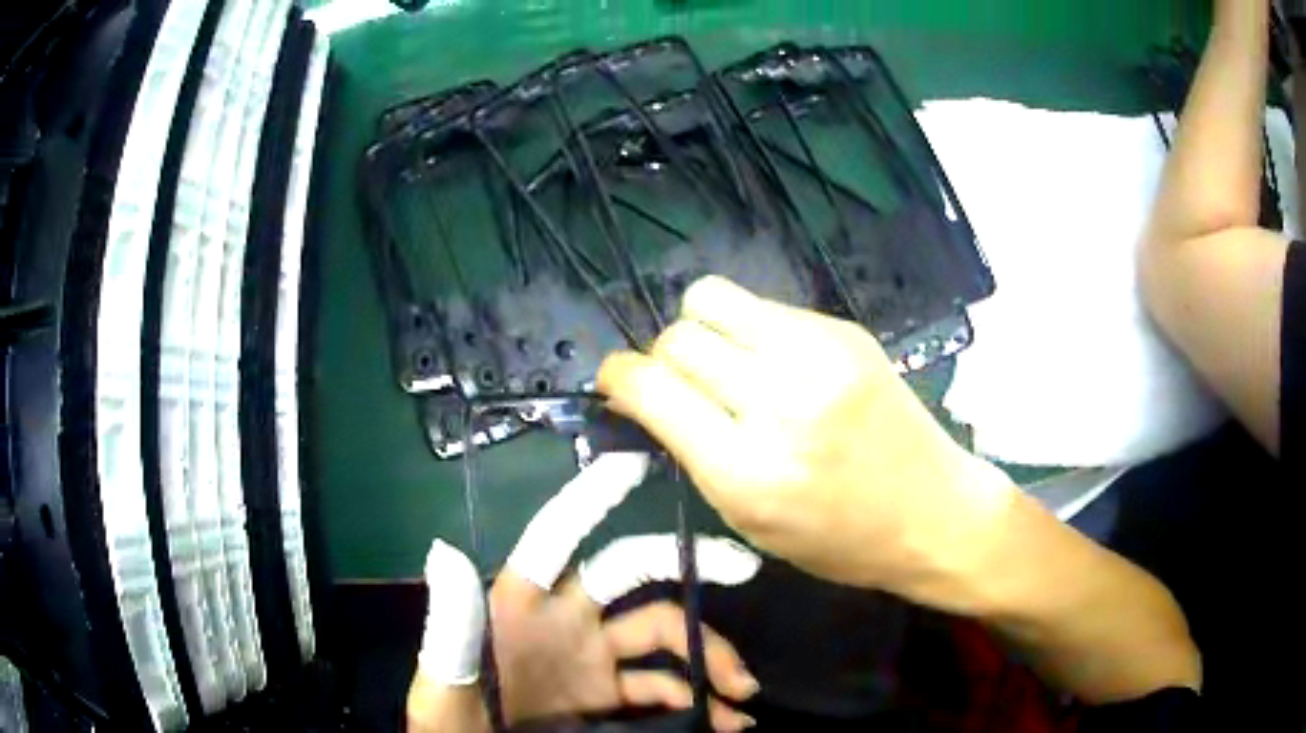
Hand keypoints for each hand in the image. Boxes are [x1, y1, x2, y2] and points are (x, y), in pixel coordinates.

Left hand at [410, 453, 762, 731]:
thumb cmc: (453, 721)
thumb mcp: (443, 683)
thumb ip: (452, 628)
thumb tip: (444, 549)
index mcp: (518, 603)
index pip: (555, 537)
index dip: (591, 497)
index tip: (636, 462)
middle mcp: (563, 617)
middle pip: (632, 573)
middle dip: (689, 563)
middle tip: (743, 568)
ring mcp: (590, 657)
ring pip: (662, 630)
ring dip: (706, 651)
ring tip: (741, 690)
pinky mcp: (606, 693)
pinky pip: (663, 685)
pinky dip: (697, 696)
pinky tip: (724, 718)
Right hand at [597, 277, 1019, 613]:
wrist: (933, 511)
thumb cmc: (838, 541)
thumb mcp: (748, 521)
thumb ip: (692, 453)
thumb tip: (645, 396)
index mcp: (747, 471)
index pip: (652, 388)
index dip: (618, 377)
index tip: (617, 382)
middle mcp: (780, 401)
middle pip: (678, 337)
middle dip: (662, 359)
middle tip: (684, 385)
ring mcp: (818, 354)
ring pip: (711, 298)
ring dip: (701, 329)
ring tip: (726, 363)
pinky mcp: (844, 329)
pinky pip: (763, 307)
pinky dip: (750, 330)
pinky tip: (778, 363)